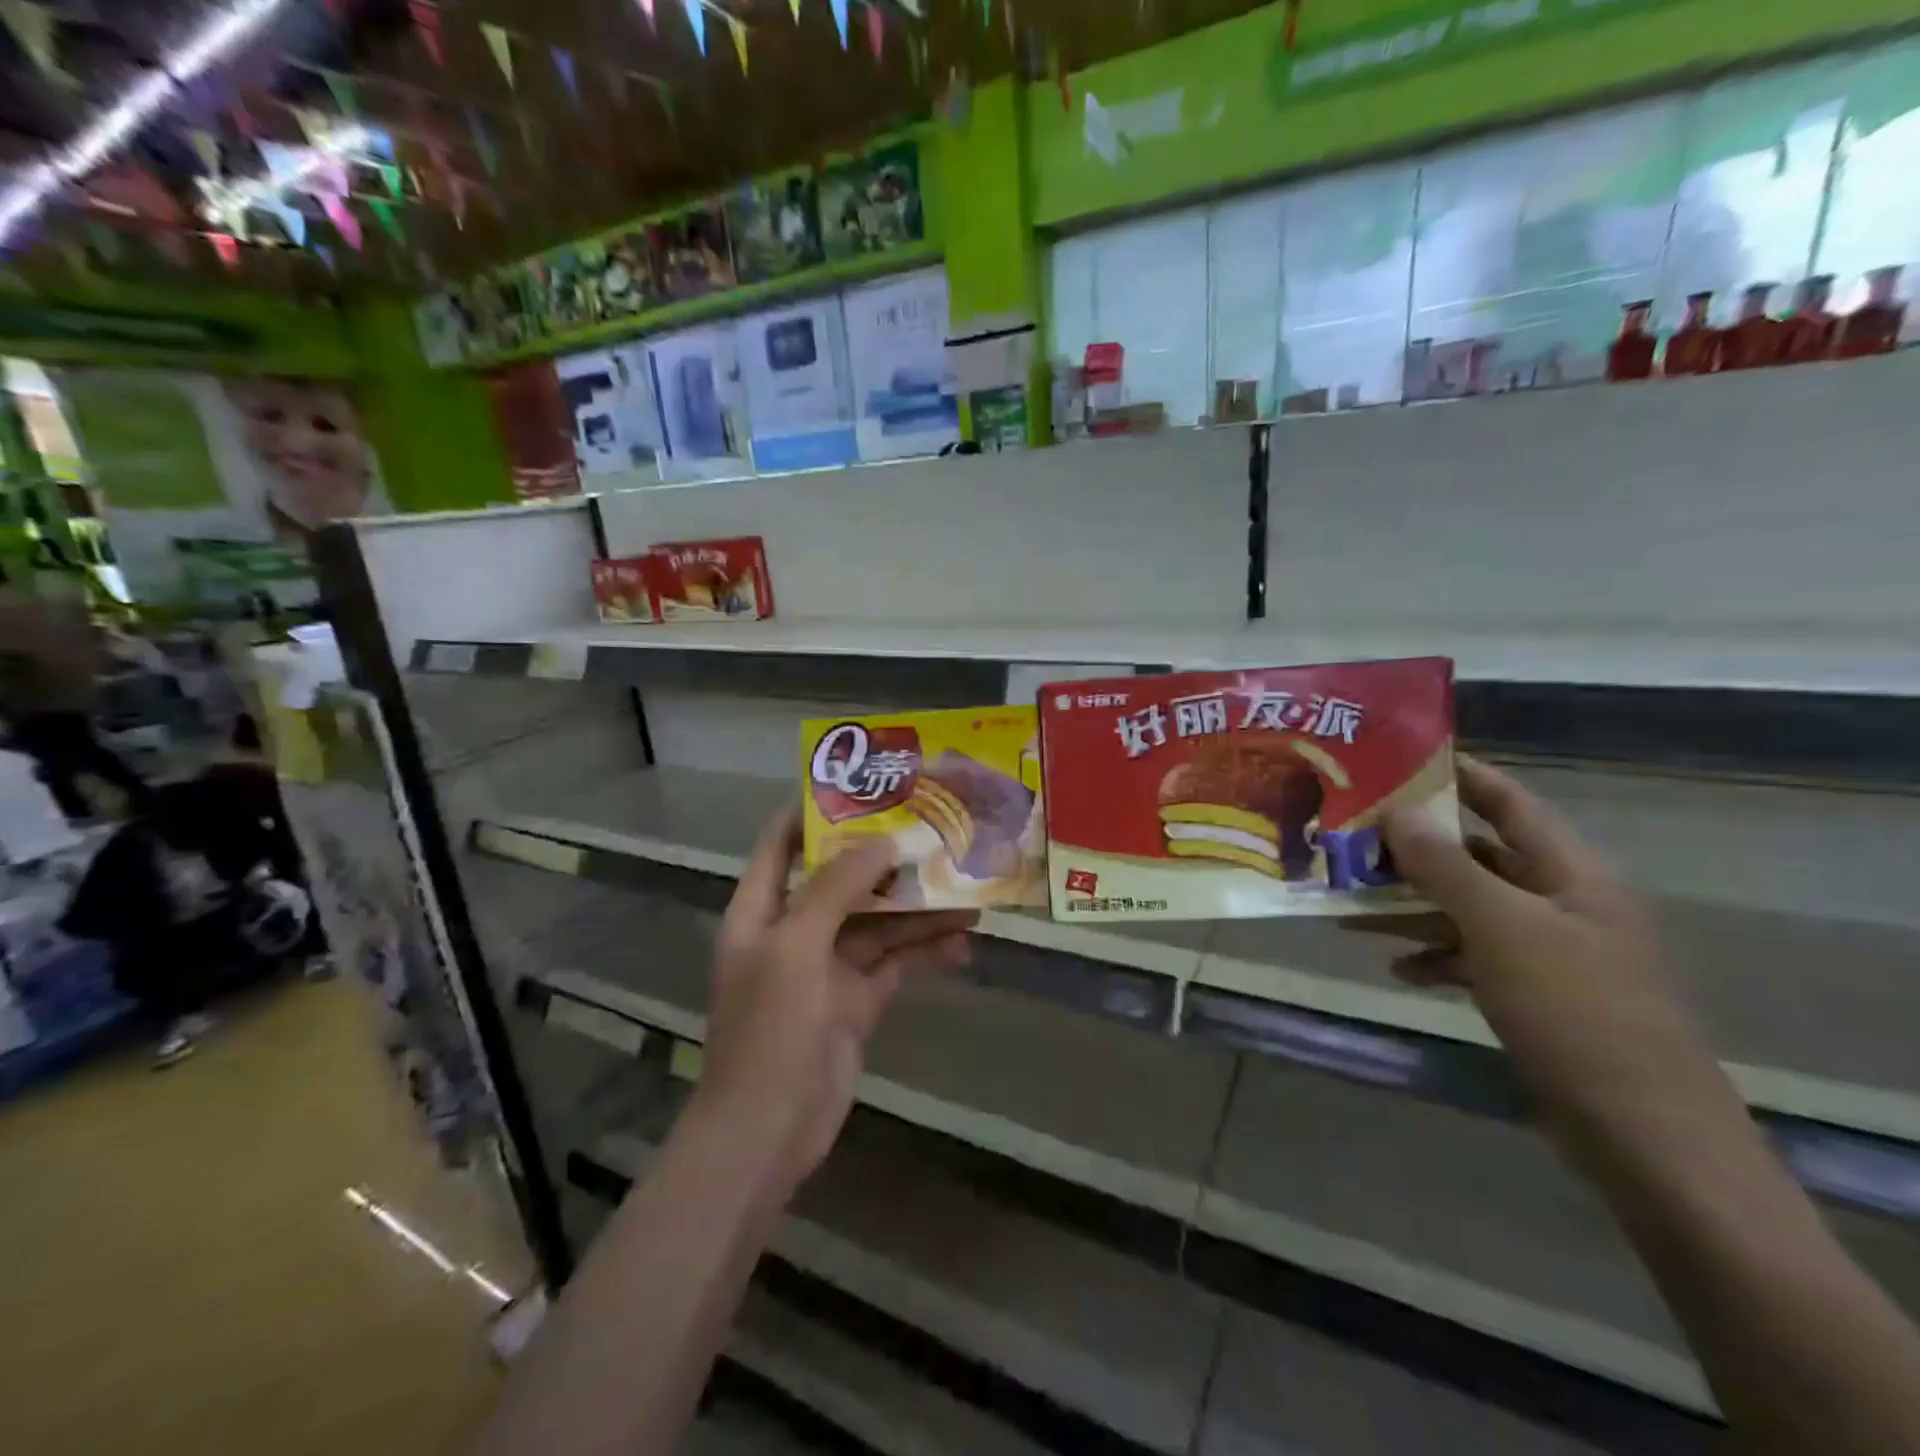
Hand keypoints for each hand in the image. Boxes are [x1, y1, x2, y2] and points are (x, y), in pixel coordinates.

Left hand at [696, 808, 976, 1199]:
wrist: (769, 1131)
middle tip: (930, 826)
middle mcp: (793, 931)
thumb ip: (837, 889)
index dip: (812, 813)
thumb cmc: (769, 1029)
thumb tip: (881, 841)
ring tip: (964, 881)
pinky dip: (926, 951)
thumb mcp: (797, 946)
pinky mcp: (857, 1001)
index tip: (859, 787)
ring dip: (915, 906)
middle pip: (839, 880)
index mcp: (761, 911)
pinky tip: (964, 940)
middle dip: (881, 857)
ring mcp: (827, 968)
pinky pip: (896, 963)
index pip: (779, 845)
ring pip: (876, 922)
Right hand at [1380, 756, 1715, 1129]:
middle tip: (1352, 833)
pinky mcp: (1534, 994)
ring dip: (1413, 904)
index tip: (1400, 758)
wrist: (1643, 1135)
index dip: (1462, 775)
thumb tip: (1398, 811)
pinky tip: (1396, 966)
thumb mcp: (1502, 929)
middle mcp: (1561, 902)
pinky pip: (1471, 956)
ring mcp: (1548, 951)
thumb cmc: (1576, 1012)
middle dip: (1416, 846)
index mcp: (1571, 873)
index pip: (1511, 802)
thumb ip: (1447, 866)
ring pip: (1467, 907)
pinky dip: (1433, 955)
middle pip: (1479, 855)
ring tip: (1351, 900)